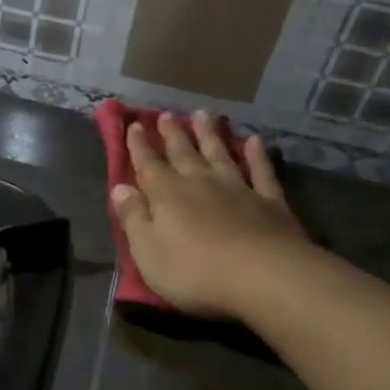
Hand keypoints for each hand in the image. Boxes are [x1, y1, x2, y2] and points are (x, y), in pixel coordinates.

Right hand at [111, 111, 312, 320]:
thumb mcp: (148, 252)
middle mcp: (200, 182)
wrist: (263, 275)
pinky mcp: (270, 201)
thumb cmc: (196, 271)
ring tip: (202, 114)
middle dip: (172, 134)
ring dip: (209, 134)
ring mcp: (238, 188)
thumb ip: (133, 218)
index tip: (135, 125)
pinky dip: (257, 155)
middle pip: (183, 153)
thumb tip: (119, 188)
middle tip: (166, 114)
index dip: (139, 146)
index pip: (148, 165)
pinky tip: (255, 141)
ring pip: (220, 153)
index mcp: (167, 194)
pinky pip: (261, 171)